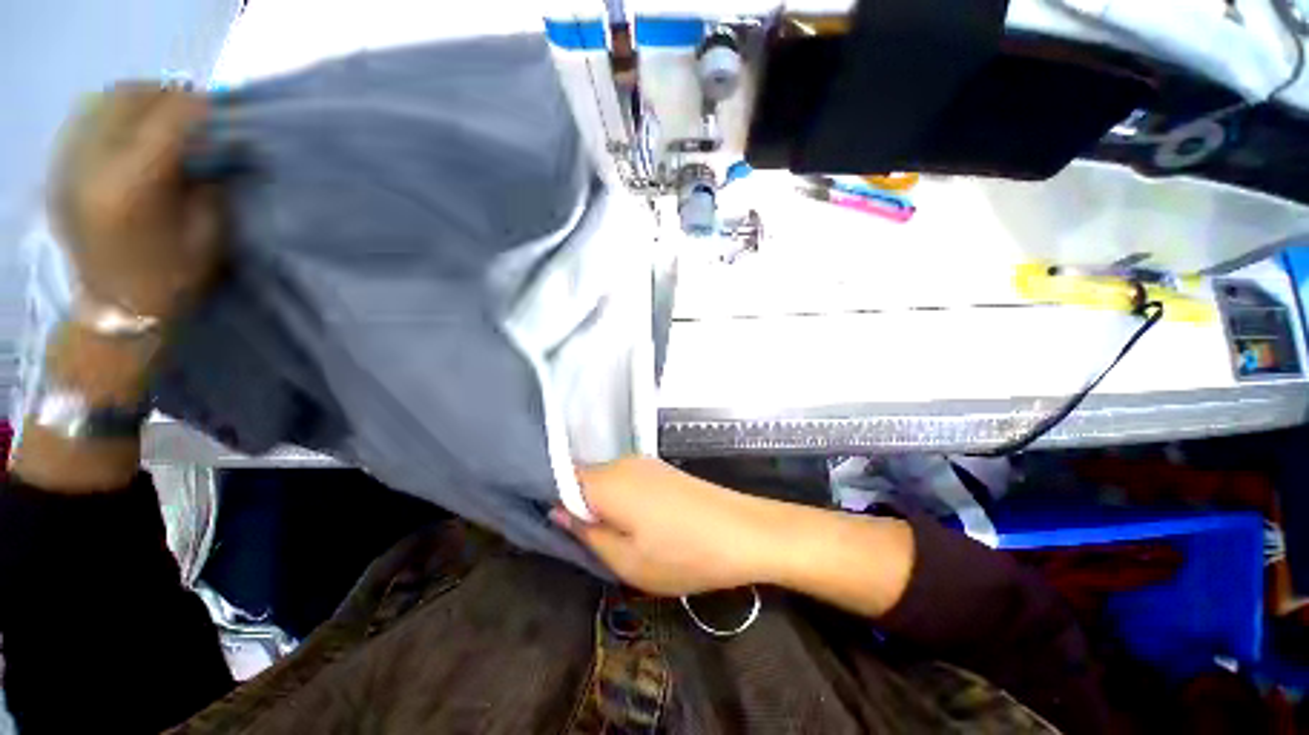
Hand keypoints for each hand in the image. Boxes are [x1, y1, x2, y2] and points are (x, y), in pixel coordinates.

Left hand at [48, 83, 223, 321]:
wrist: (110, 310)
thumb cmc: (167, 281)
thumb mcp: (206, 236)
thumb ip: (209, 185)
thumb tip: (214, 147)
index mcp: (132, 185)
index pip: (168, 117)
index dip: (199, 107)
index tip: (222, 111)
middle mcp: (93, 163)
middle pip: (130, 97)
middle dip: (167, 96)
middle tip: (193, 111)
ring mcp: (69, 164)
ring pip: (104, 100)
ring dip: (139, 100)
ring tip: (162, 116)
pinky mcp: (59, 168)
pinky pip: (86, 117)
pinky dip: (113, 113)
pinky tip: (131, 130)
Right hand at [554, 457, 777, 595]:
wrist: (745, 532)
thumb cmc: (684, 554)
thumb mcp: (627, 561)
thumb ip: (587, 533)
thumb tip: (557, 510)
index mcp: (608, 481)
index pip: (559, 478)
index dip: (546, 497)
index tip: (540, 520)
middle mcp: (622, 462)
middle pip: (582, 477)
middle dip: (574, 504)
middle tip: (579, 540)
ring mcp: (644, 462)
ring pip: (604, 479)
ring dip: (598, 503)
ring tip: (608, 536)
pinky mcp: (660, 469)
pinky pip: (624, 479)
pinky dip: (618, 498)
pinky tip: (633, 522)